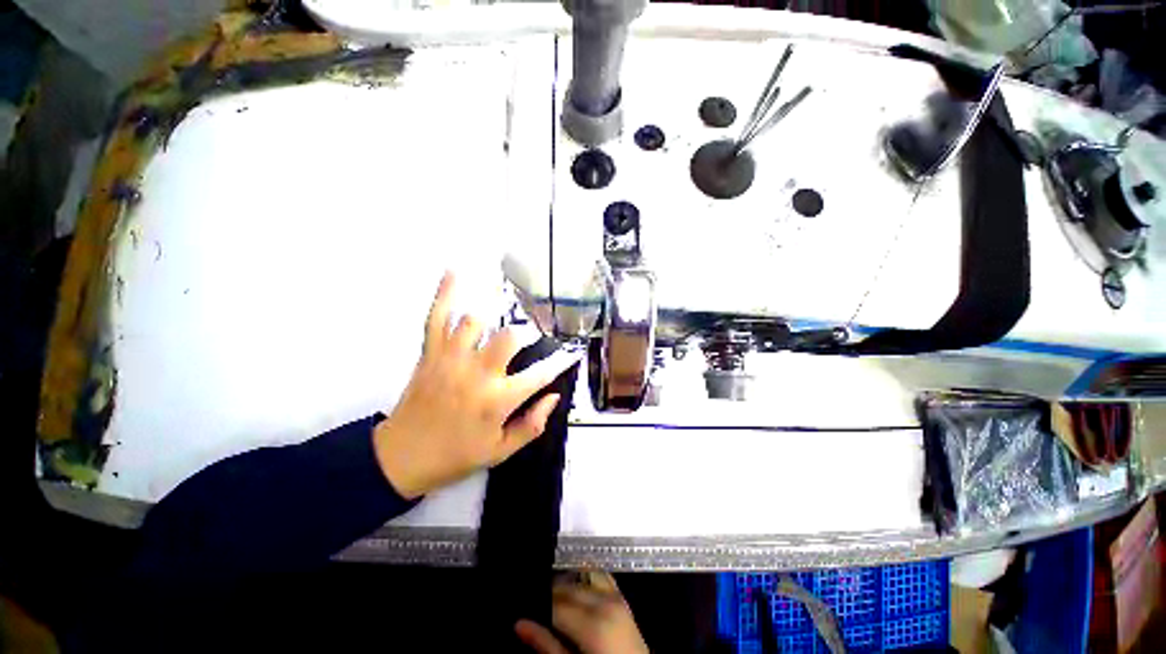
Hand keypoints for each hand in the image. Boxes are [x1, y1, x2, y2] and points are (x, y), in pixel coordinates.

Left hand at [372, 273, 575, 498]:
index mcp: (497, 401)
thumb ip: (532, 425)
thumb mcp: (501, 451)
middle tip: (531, 335)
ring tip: (504, 308)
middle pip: (508, 337)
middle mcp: (476, 374)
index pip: (539, 374)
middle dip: (526, 332)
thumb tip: (553, 396)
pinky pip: (436, 317)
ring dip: (493, 312)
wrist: (402, 457)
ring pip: (474, 321)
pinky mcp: (430, 354)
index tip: (571, 353)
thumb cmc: (457, 455)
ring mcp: (450, 360)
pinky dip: (444, 293)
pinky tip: (454, 272)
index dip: (560, 362)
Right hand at [515, 573, 648, 653]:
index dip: (537, 603)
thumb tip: (519, 624)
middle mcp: (605, 603)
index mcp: (592, 624)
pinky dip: (585, 578)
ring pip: (582, 576)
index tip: (524, 606)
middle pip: (568, 587)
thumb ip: (546, 645)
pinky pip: (601, 577)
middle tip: (535, 603)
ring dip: (566, 584)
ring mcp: (616, 598)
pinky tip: (575, 588)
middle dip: (550, 593)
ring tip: (553, 600)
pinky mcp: (623, 599)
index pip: (555, 602)